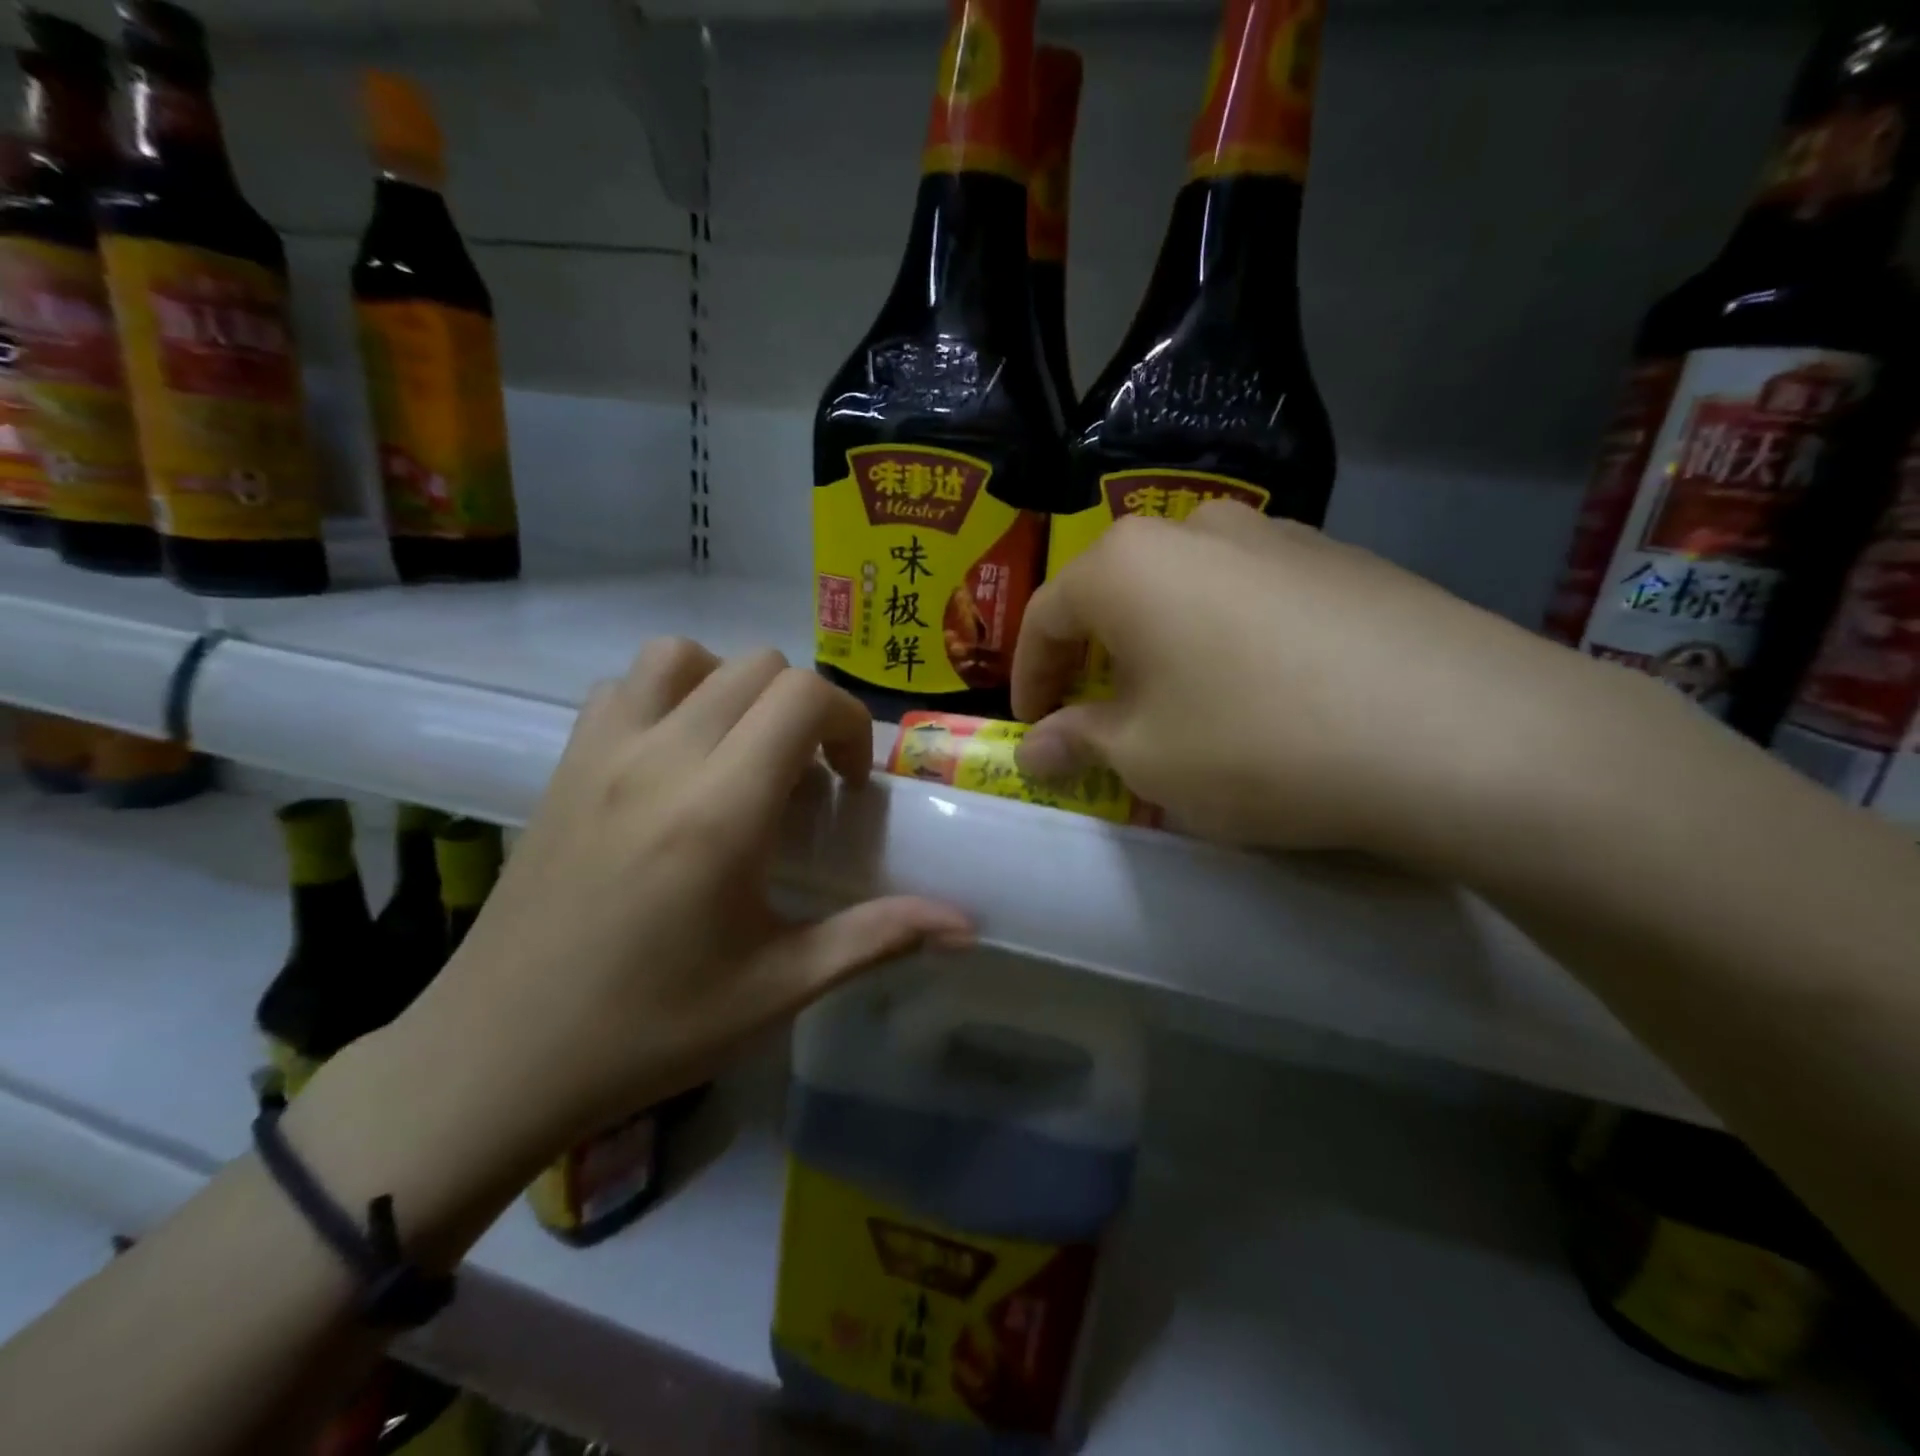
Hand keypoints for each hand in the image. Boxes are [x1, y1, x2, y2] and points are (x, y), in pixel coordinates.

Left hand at [406, 641, 972, 1154]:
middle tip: (808, 779)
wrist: (495, 1058)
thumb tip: (965, 925)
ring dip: (733, 686)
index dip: (848, 724)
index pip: (804, 698)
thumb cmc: (648, 1030)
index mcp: (719, 810)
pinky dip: (668, 694)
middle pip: (758, 666)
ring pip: (684, 656)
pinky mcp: (562, 765)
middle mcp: (660, 758)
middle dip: (805, 708)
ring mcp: (600, 753)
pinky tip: (675, 759)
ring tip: (743, 752)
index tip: (849, 785)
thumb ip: (876, 938)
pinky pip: (623, 685)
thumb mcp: (777, 989)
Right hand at [1011, 502, 1669, 864]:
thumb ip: (1078, 743)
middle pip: (1117, 598)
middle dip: (1095, 663)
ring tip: (1182, 711)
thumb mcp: (1145, 758)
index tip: (1029, 727)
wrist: (1457, 732)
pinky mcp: (1345, 561)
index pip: (1046, 616)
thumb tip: (1033, 749)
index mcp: (1129, 563)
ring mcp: (1280, 536)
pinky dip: (1228, 644)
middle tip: (1100, 723)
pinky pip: (1253, 601)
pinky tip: (1262, 696)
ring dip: (1163, 651)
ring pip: (1187, 595)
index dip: (1028, 678)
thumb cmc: (1255, 741)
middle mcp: (1197, 528)